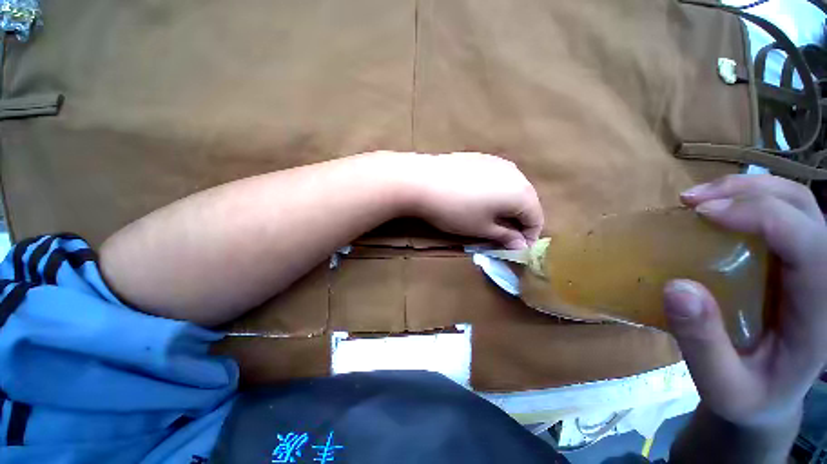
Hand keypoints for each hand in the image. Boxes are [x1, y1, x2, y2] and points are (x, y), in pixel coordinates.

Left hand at [403, 152, 543, 248]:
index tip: (517, 249)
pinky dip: (496, 192)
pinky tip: (480, 199)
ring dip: (508, 206)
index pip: (536, 219)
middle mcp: (516, 173)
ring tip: (492, 218)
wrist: (423, 181)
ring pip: (512, 188)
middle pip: (527, 202)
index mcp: (521, 193)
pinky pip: (498, 178)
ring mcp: (498, 162)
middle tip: (505, 235)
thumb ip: (505, 237)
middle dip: (519, 221)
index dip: (529, 237)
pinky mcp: (482, 158)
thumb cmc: (455, 210)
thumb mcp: (481, 228)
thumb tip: (521, 245)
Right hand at [665, 174, 826, 428]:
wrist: (769, 396)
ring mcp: (810, 266)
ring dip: (748, 189)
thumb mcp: (723, 386)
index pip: (807, 243)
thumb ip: (704, 344)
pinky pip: (780, 214)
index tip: (703, 214)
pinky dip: (748, 200)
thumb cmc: (750, 396)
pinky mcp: (793, 262)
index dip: (761, 216)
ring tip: (699, 200)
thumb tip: (677, 287)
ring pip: (795, 201)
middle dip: (749, 192)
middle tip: (693, 201)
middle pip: (803, 208)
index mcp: (818, 312)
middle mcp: (824, 278)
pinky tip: (718, 210)